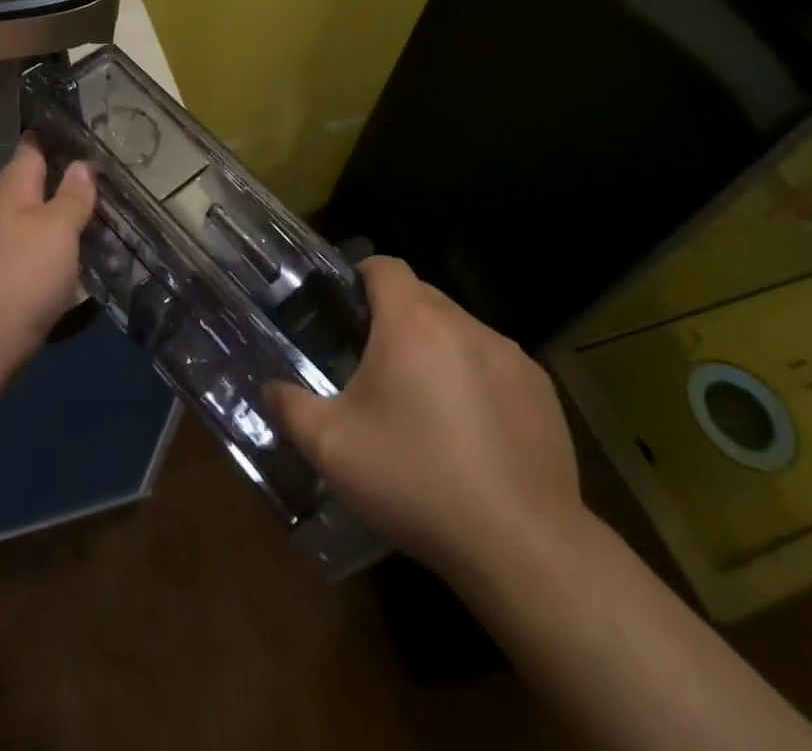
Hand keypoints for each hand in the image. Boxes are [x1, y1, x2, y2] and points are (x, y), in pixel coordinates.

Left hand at [0, 138, 95, 373]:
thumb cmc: (24, 272)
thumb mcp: (57, 227)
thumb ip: (72, 195)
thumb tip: (81, 164)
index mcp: (14, 189)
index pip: (31, 147)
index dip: (54, 133)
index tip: (85, 123)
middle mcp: (7, 211)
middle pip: (39, 184)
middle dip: (71, 175)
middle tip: (113, 166)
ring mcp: (9, 246)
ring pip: (45, 219)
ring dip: (72, 214)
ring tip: (112, 206)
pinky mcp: (16, 277)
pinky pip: (46, 251)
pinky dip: (68, 248)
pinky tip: (93, 253)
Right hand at [267, 257, 583, 582]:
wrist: (523, 546)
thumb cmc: (417, 482)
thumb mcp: (332, 448)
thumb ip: (290, 407)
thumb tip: (270, 389)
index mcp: (411, 323)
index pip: (385, 266)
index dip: (361, 278)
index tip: (348, 312)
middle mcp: (463, 324)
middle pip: (422, 296)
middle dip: (396, 319)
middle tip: (375, 367)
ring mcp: (509, 356)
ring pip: (459, 330)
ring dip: (437, 350)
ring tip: (424, 405)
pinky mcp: (541, 390)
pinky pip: (495, 364)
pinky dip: (476, 380)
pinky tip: (471, 433)